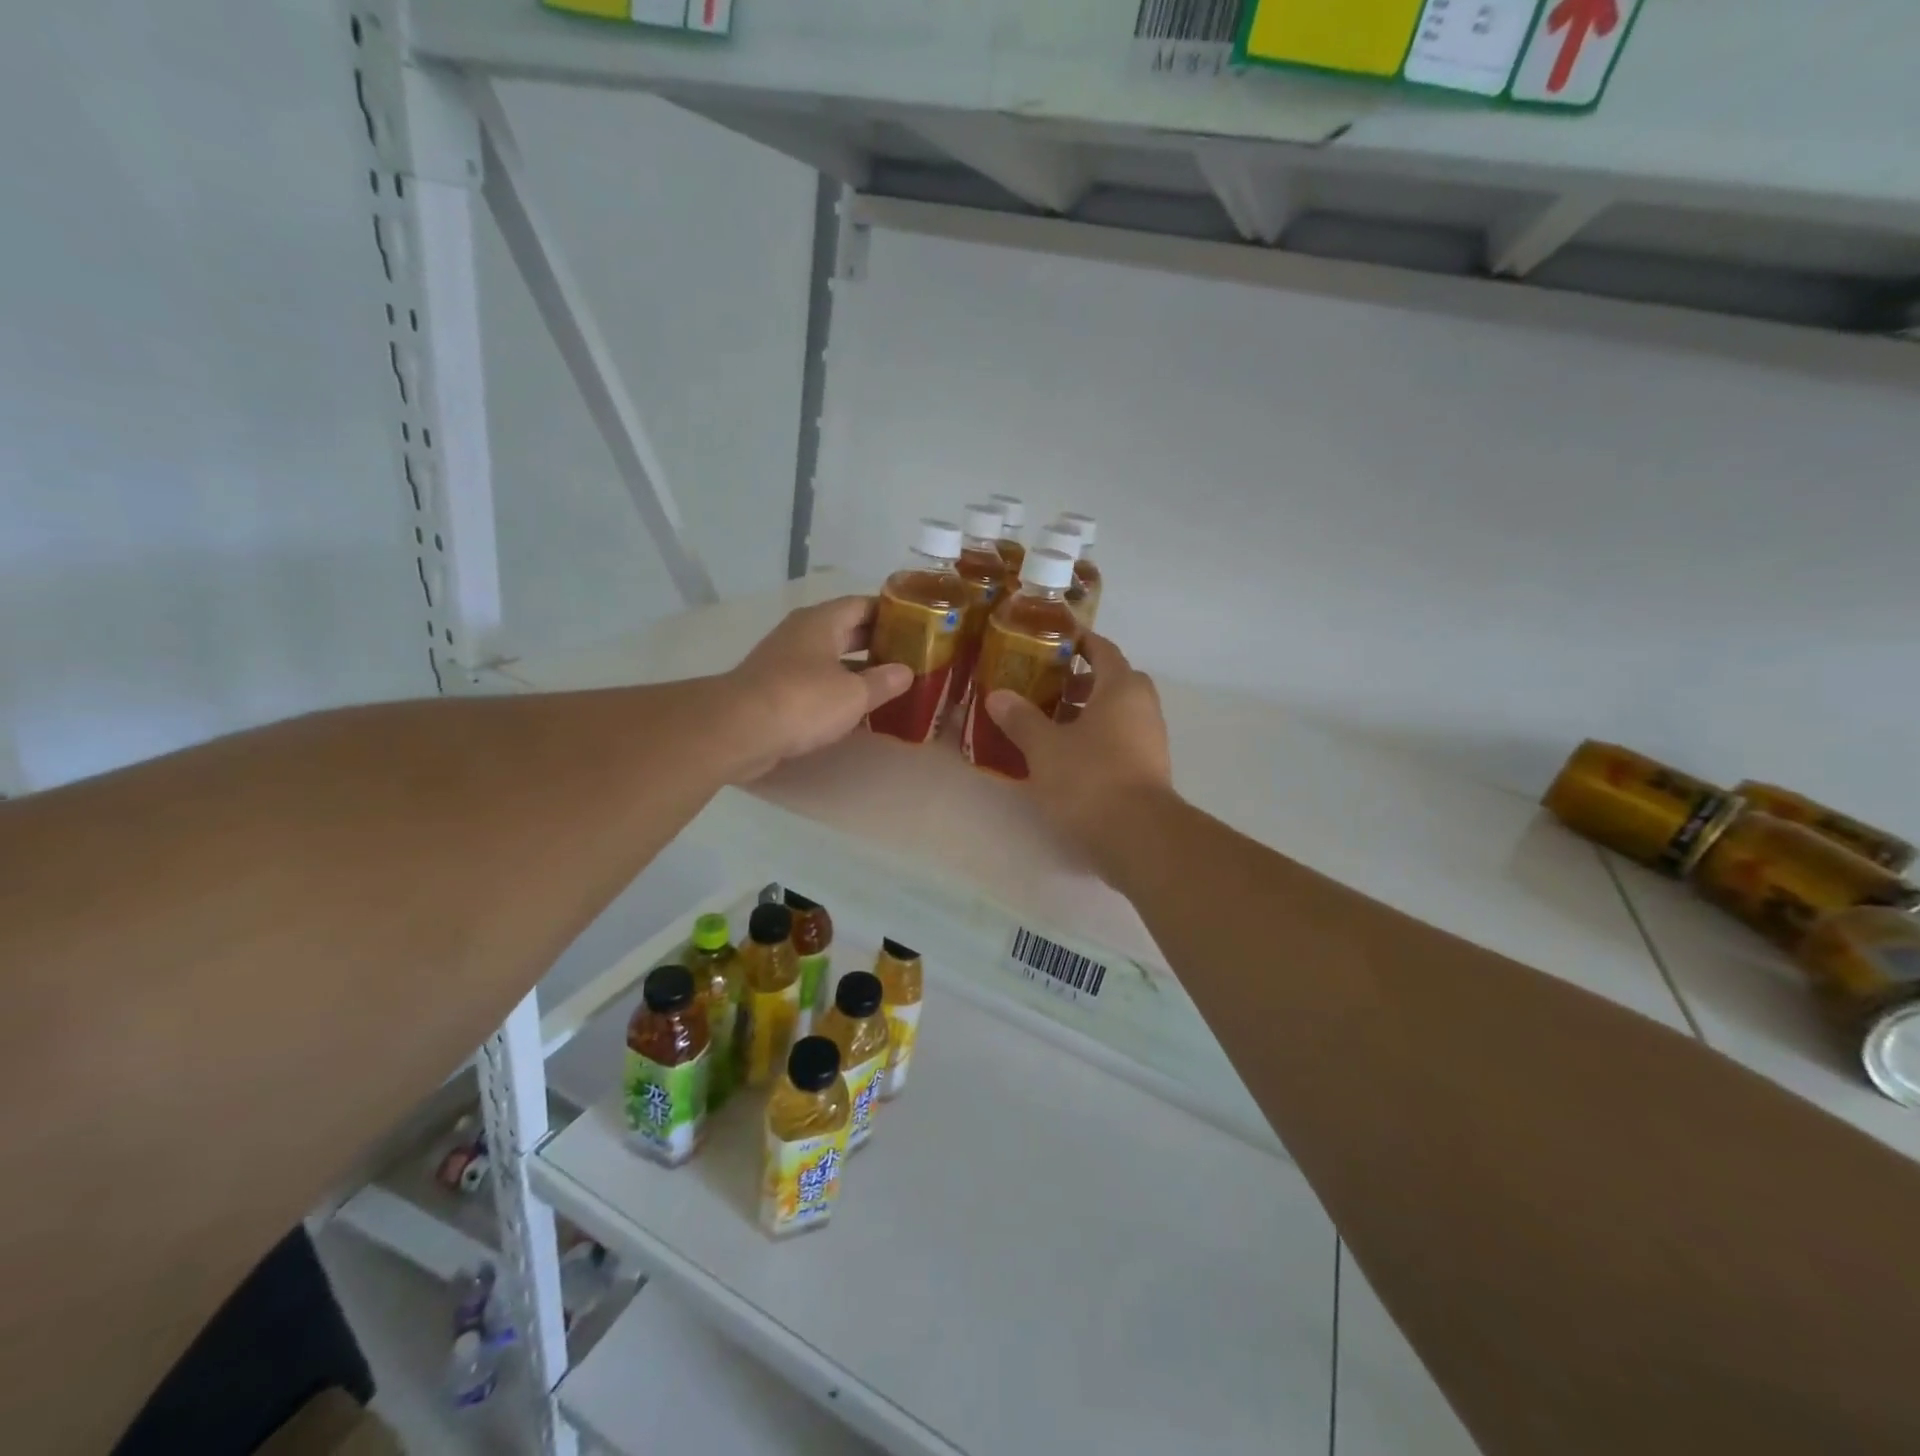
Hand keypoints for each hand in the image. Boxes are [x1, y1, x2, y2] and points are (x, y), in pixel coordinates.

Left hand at [723, 595, 911, 781]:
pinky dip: (837, 691)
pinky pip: (815, 683)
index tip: (917, 626)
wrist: (738, 731)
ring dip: (858, 670)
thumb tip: (905, 672)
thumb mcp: (854, 694)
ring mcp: (785, 661)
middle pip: (847, 631)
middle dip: (877, 643)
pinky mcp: (775, 690)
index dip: (891, 613)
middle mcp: (802, 634)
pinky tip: (857, 709)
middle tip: (910, 657)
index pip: (863, 604)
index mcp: (822, 621)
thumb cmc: (802, 701)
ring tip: (891, 684)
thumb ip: (884, 682)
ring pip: (830, 658)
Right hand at [985, 632, 1172, 858]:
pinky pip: (1120, 739)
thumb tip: (998, 695)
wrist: (1138, 836)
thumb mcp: (1045, 747)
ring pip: (1116, 712)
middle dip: (1078, 681)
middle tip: (1043, 687)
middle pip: (1111, 680)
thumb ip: (1020, 719)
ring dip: (1086, 712)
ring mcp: (1150, 739)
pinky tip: (1066, 756)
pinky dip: (1096, 738)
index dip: (1077, 642)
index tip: (1050, 642)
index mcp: (1121, 688)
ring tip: (1048, 723)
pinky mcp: (1149, 769)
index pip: (1102, 649)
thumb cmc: (1090, 778)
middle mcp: (1143, 706)